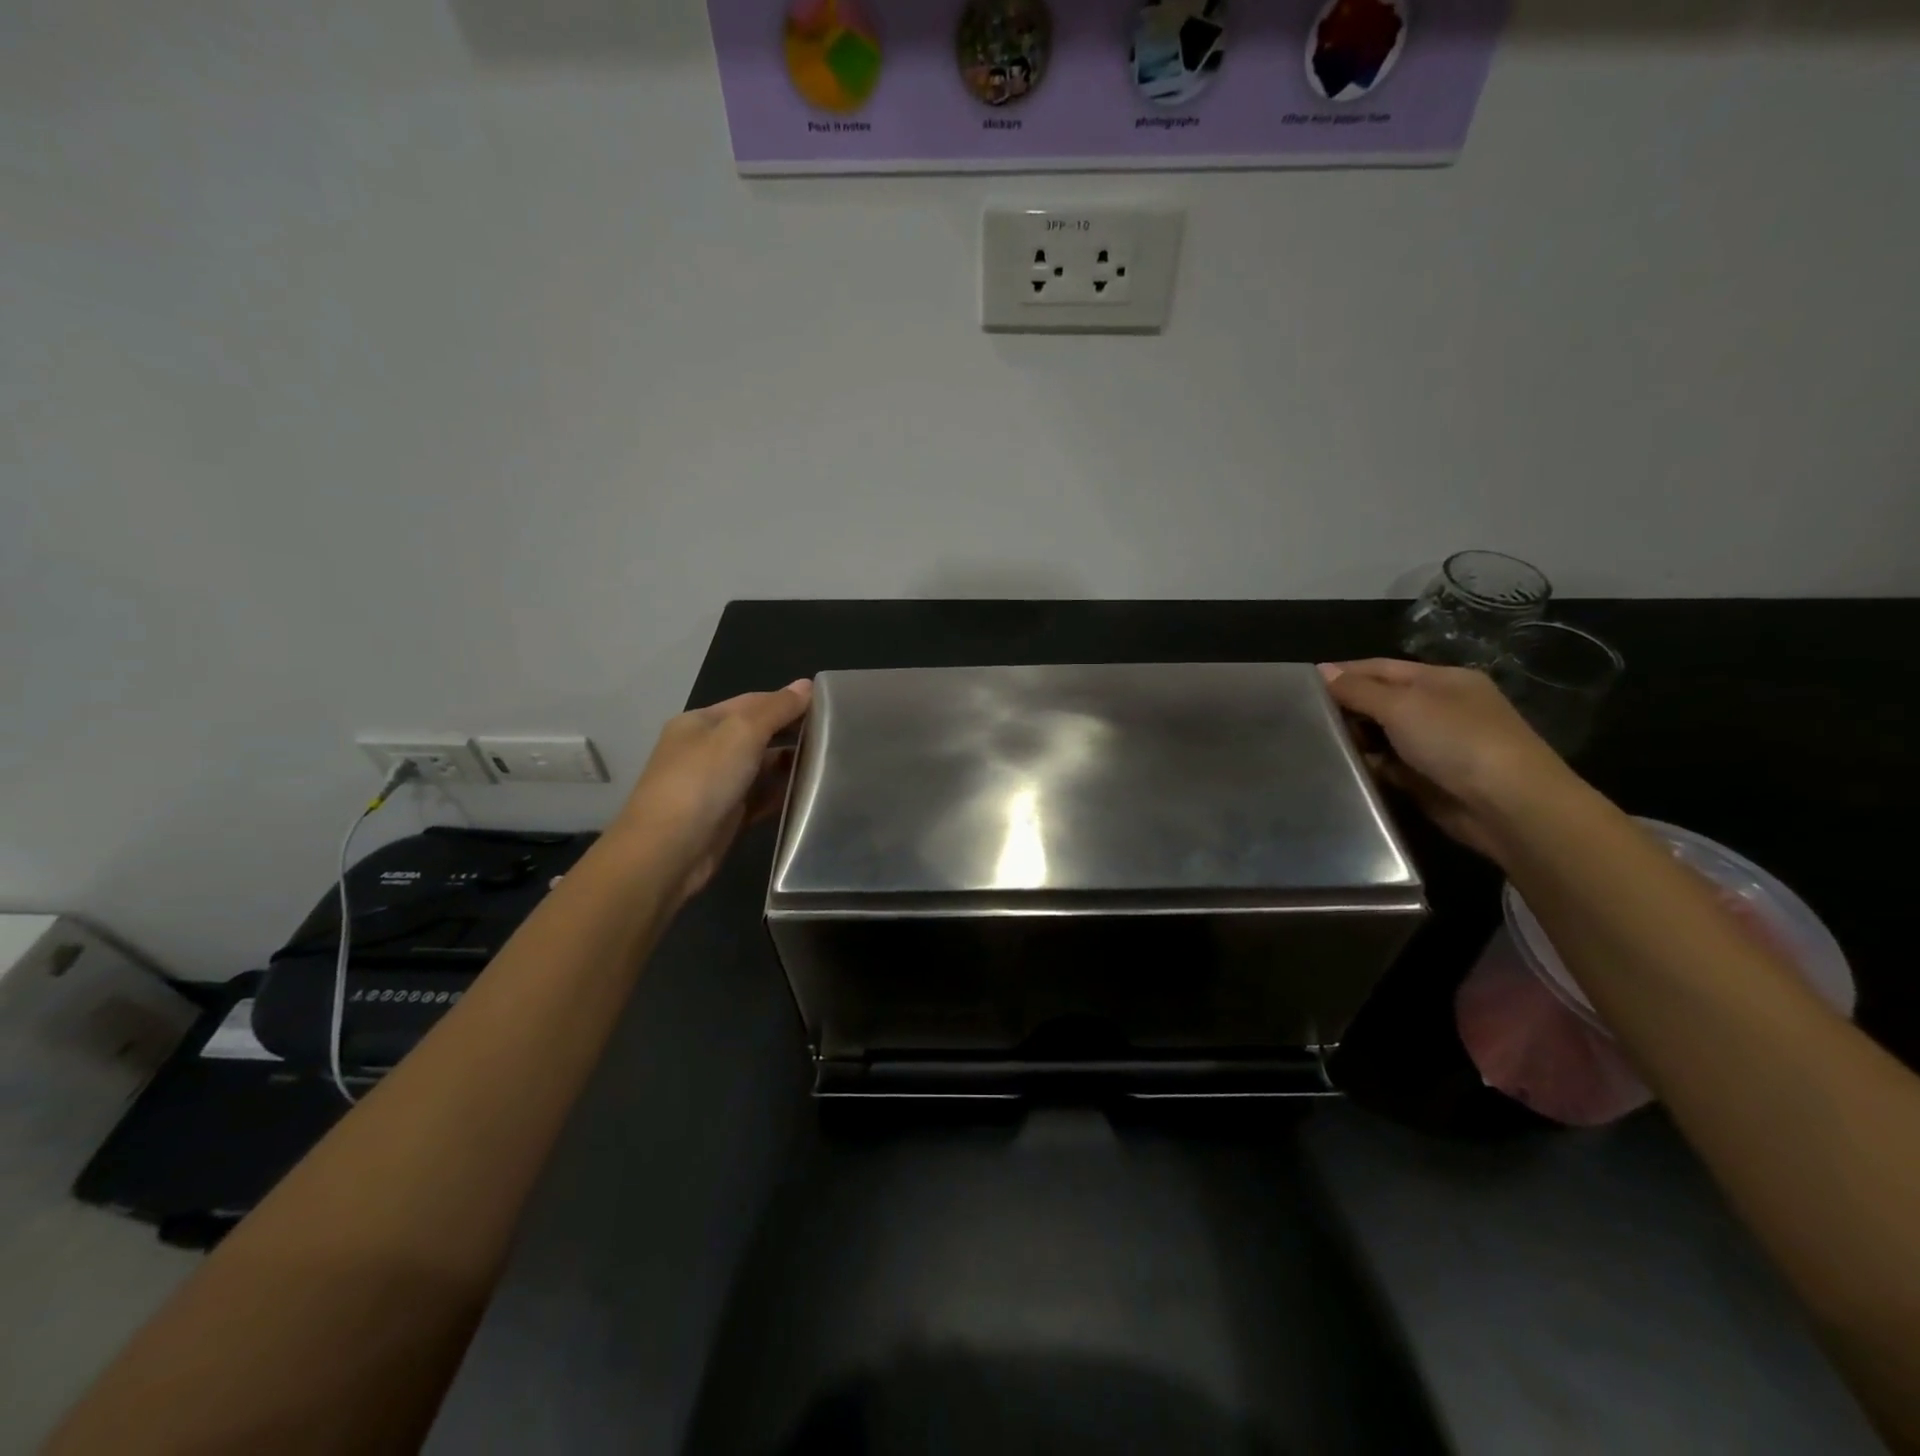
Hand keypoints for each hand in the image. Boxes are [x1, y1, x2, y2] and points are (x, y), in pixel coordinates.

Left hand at [612, 680, 812, 903]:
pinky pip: (761, 798)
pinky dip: (783, 794)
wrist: (668, 853)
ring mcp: (715, 785)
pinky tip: (811, 793)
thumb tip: (807, 685)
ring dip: (790, 764)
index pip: (752, 702)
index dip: (787, 701)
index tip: (828, 706)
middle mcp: (706, 750)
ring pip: (760, 767)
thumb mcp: (741, 733)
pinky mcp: (727, 817)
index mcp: (701, 723)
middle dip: (791, 732)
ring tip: (832, 763)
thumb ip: (776, 709)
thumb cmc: (702, 781)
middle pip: (757, 734)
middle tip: (836, 735)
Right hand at [1318, 658, 1579, 858]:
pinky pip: (1387, 767)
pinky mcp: (1428, 779)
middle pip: (1379, 701)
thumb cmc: (1457, 741)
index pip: (1380, 668)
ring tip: (1313, 746)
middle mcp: (1439, 708)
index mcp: (1441, 680)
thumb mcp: (1402, 705)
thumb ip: (1358, 690)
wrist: (1508, 806)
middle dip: (1345, 709)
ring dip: (1354, 741)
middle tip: (1302, 720)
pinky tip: (1341, 772)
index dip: (1342, 674)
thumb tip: (1322, 671)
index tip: (1301, 686)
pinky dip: (1368, 768)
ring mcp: (1435, 745)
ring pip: (1380, 736)